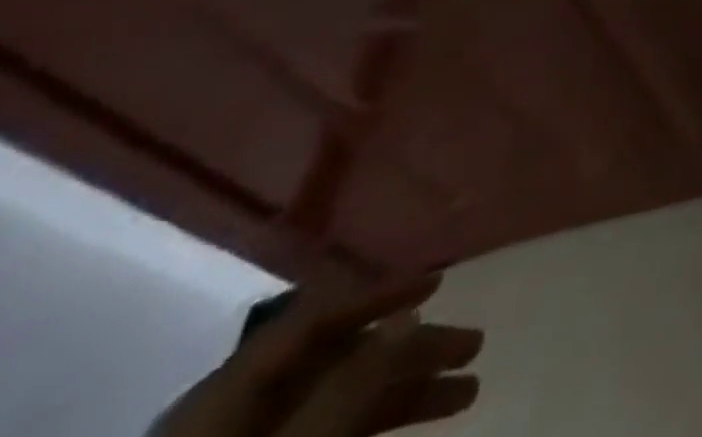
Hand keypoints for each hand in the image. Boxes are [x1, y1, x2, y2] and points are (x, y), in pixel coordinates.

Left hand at [152, 275, 481, 436]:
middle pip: (338, 358)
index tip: (441, 282)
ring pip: (341, 400)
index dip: (380, 293)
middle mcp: (235, 415)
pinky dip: (378, 426)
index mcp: (226, 396)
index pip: (316, 317)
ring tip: (467, 391)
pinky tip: (418, 427)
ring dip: (407, 390)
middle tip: (473, 346)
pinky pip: (329, 435)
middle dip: (411, 351)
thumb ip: (347, 387)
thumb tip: (409, 310)